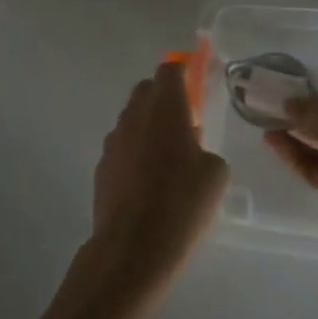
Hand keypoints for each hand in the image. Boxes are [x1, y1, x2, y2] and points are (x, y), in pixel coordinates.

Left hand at [90, 62, 229, 293]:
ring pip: (132, 118)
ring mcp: (114, 140)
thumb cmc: (182, 204)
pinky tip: (146, 182)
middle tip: (184, 123)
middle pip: (147, 90)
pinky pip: (121, 146)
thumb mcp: (215, 175)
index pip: (169, 70)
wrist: (132, 248)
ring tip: (166, 158)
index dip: (182, 73)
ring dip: (148, 126)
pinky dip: (134, 152)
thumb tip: (193, 148)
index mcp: (166, 107)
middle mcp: (135, 115)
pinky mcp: (101, 167)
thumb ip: (206, 149)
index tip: (194, 85)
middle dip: (163, 98)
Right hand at [264, 95, 317, 230]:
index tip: (286, 97)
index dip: (312, 100)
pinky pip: (310, 164)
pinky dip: (292, 153)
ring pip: (315, 146)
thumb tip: (286, 104)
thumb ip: (306, 107)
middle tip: (272, 111)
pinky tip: (271, 140)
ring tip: (266, 125)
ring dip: (292, 135)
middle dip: (300, 118)